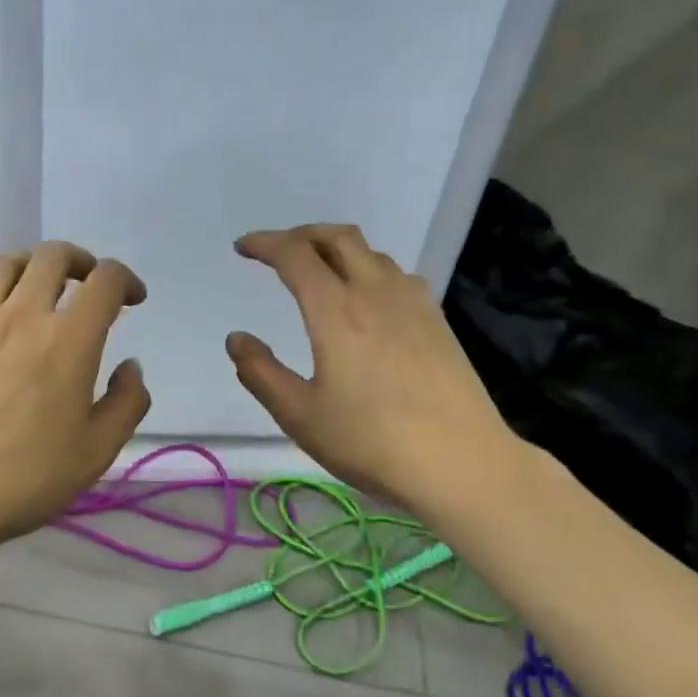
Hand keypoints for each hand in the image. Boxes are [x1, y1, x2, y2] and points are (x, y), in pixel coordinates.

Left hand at [0, 241, 150, 561]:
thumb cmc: (25, 478)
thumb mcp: (98, 452)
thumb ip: (127, 403)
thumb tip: (130, 367)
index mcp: (69, 340)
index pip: (104, 281)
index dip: (125, 279)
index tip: (132, 299)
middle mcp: (23, 315)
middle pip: (53, 256)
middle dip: (80, 261)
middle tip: (88, 284)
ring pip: (4, 263)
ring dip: (30, 266)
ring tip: (37, 287)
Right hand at [226, 224, 518, 507]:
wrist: (460, 461)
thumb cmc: (371, 441)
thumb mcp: (300, 416)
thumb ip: (261, 373)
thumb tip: (237, 339)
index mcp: (336, 310)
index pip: (295, 255)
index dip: (264, 244)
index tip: (243, 248)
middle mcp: (375, 292)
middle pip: (337, 237)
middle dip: (302, 234)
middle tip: (278, 252)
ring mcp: (413, 303)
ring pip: (371, 253)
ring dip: (337, 249)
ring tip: (319, 272)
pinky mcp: (437, 320)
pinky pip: (397, 274)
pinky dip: (369, 269)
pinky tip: (368, 300)